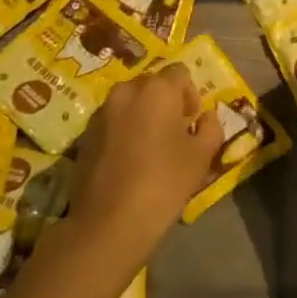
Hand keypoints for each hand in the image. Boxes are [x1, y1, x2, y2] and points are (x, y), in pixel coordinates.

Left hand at [71, 64, 223, 257]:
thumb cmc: (163, 183)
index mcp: (157, 89)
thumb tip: (205, 117)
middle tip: (173, 135)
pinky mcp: (85, 134)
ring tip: (150, 149)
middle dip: (165, 103)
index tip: (191, 124)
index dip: (190, 96)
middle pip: (153, 85)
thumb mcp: (202, 156)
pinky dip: (124, 131)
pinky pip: (113, 121)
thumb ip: (211, 127)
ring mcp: (101, 112)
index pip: (180, 74)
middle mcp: (126, 91)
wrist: (109, 222)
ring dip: (143, 116)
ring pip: (130, 103)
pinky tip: (129, 161)